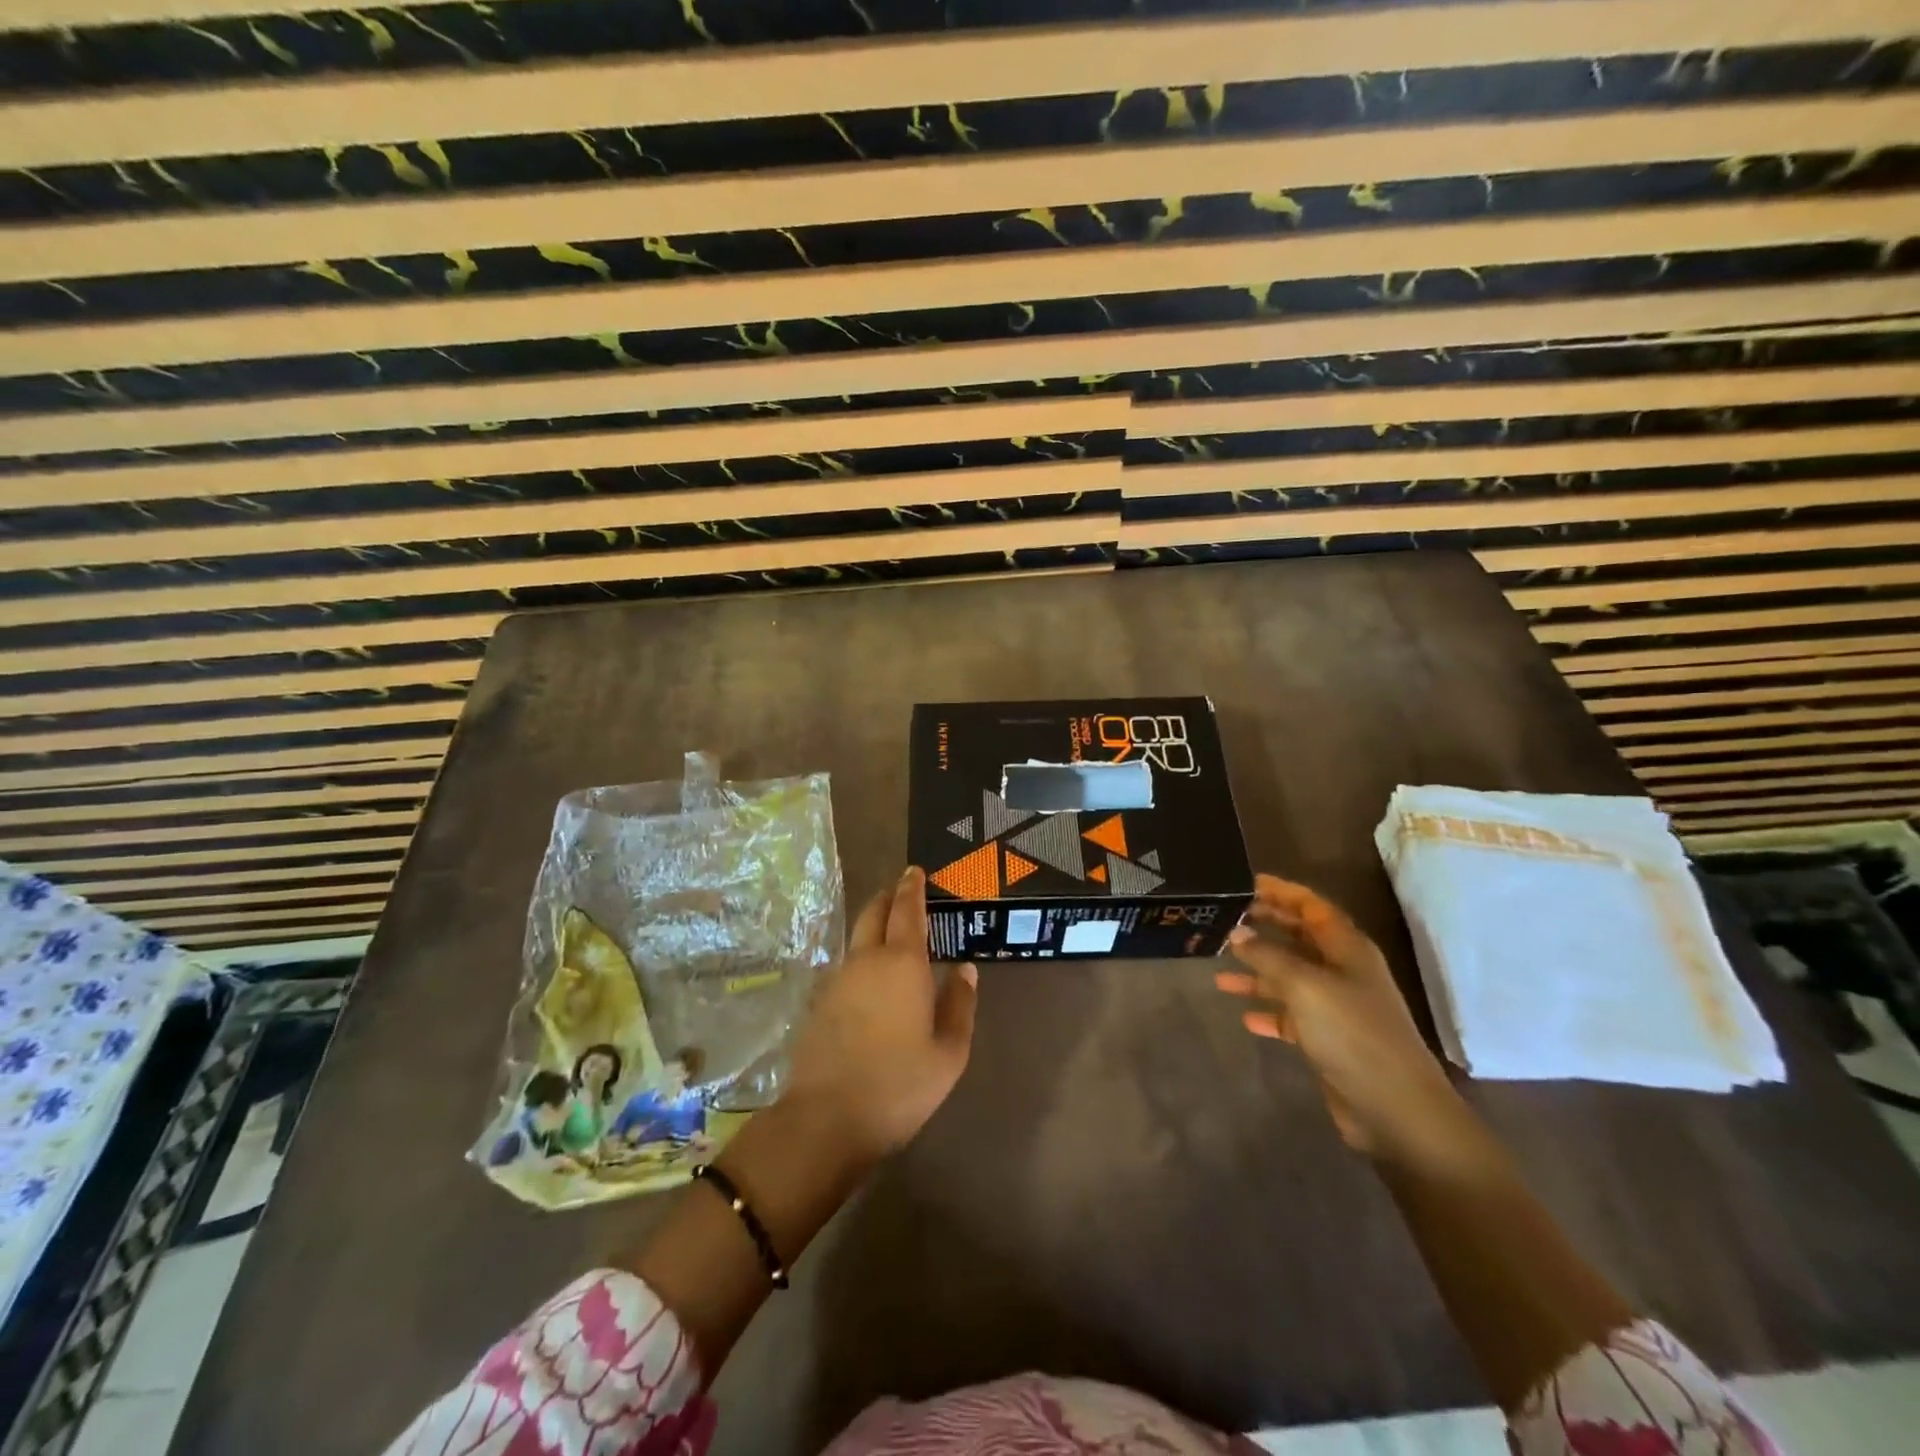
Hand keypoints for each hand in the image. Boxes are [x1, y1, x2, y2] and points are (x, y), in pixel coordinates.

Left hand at [784, 867, 977, 1164]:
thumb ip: (960, 1005)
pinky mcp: (820, 1003)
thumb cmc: (899, 1085)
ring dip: (872, 926)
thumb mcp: (949, 1053)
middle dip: (887, 898)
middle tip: (901, 892)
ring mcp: (837, 980)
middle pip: (873, 913)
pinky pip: (846, 965)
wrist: (826, 1119)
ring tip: (891, 934)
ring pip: (856, 938)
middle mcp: (866, 960)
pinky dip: (861, 957)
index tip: (914, 871)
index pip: (907, 910)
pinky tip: (870, 979)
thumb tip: (966, 969)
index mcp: (902, 963)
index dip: (911, 887)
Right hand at [1216, 874, 1464, 1161]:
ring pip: (1290, 977)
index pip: (1311, 906)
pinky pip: (1292, 1015)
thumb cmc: (1351, 1033)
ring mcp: (1337, 1005)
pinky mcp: (1329, 1039)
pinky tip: (1245, 1016)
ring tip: (1220, 974)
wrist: (1395, 1109)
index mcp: (1346, 948)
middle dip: (1264, 928)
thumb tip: (1237, 933)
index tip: (1244, 884)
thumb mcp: (1303, 985)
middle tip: (1225, 921)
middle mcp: (1343, 970)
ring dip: (1257, 973)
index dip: (1280, 892)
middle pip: (1299, 938)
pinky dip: (1269, 1011)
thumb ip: (1267, 955)